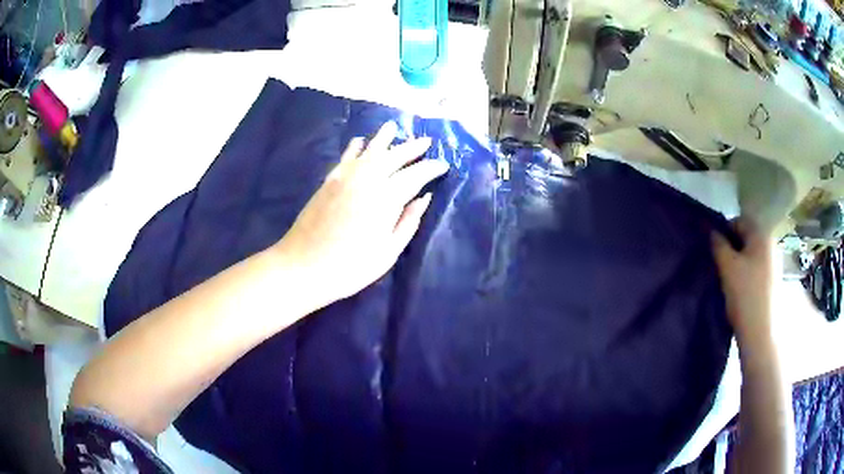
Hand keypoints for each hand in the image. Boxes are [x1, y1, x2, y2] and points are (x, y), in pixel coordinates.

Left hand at [275, 121, 448, 308]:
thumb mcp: (388, 252)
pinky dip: (355, 147)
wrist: (303, 266)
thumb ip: (408, 222)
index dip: (431, 168)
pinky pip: (346, 157)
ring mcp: (345, 177)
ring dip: (384, 138)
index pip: (415, 175)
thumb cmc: (350, 267)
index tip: (443, 165)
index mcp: (386, 198)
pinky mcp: (329, 181)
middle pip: (393, 156)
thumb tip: (424, 198)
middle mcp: (367, 179)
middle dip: (412, 148)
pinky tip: (360, 141)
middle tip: (426, 141)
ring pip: (369, 151)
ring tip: (393, 127)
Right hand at [712, 217, 773, 343]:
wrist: (760, 332)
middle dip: (731, 247)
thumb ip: (718, 245)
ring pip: (751, 254)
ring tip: (728, 279)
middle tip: (720, 265)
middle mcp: (770, 244)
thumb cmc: (744, 294)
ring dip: (738, 261)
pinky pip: (756, 268)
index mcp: (761, 235)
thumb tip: (713, 232)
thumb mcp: (727, 267)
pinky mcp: (772, 281)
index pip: (739, 221)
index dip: (724, 232)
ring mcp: (773, 263)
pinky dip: (746, 273)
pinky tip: (740, 289)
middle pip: (746, 237)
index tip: (714, 250)